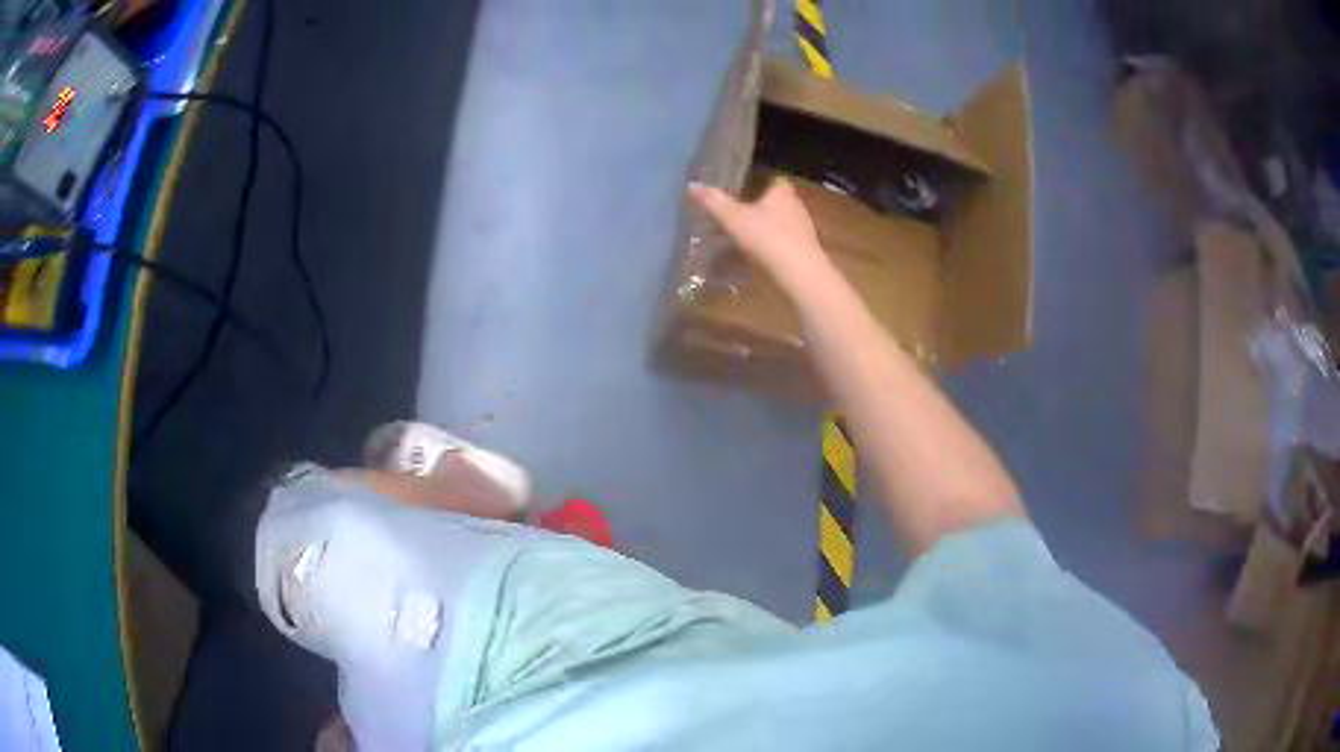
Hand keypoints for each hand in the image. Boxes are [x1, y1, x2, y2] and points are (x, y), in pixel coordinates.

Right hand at [687, 178, 831, 292]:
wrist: (799, 277)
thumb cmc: (768, 238)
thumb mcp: (734, 218)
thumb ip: (714, 202)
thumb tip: (692, 184)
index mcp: (783, 194)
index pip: (776, 181)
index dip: (761, 183)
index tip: (743, 189)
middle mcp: (796, 210)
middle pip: (776, 206)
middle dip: (757, 211)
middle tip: (733, 218)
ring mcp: (802, 235)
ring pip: (777, 230)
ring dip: (760, 235)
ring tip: (735, 244)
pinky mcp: (802, 258)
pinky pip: (779, 251)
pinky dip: (765, 256)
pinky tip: (748, 267)